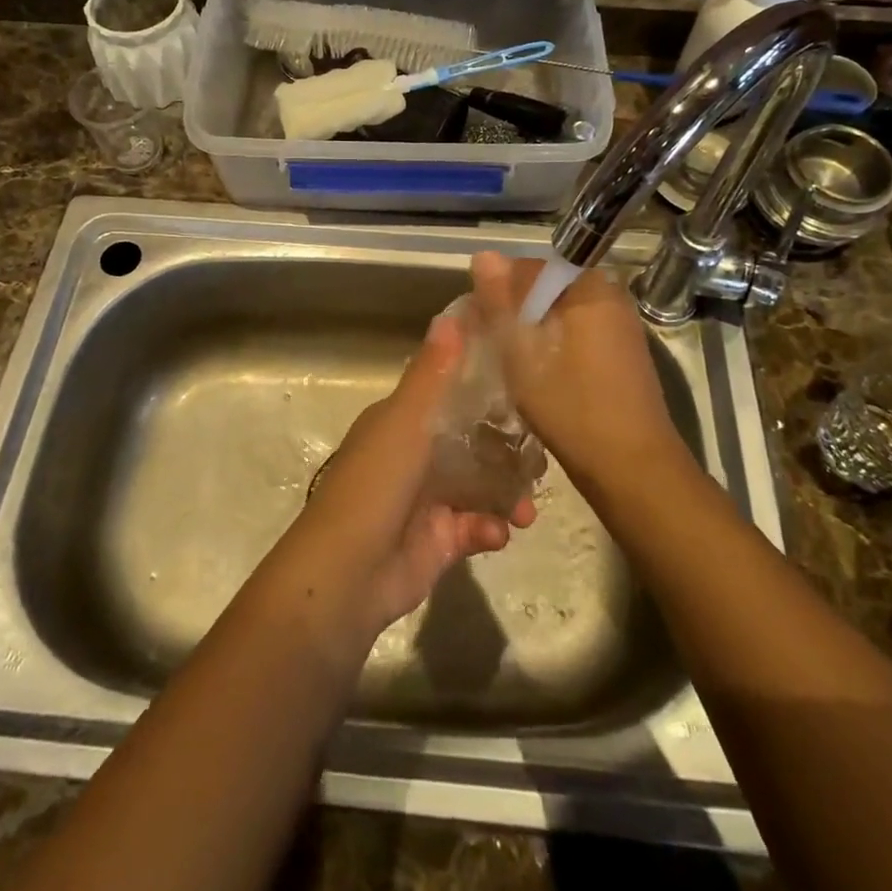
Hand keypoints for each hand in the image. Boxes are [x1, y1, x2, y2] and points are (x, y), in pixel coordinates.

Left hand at [286, 312, 536, 639]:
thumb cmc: (375, 487)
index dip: (484, 386)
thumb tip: (452, 314)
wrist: (346, 576)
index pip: (449, 393)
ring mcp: (427, 500)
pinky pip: (476, 527)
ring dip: (508, 492)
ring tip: (531, 504)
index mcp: (402, 422)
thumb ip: (432, 374)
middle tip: (544, 452)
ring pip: (480, 485)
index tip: (527, 381)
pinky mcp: (439, 541)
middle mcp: (414, 456)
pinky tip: (501, 532)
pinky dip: (492, 527)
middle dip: (508, 447)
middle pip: (471, 441)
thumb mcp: (405, 423)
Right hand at [469, 251, 681, 494]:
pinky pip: (577, 332)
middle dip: (515, 311)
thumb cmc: (571, 406)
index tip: (477, 323)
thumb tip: (484, 255)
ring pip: (560, 313)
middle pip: (546, 290)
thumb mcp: (522, 352)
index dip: (498, 291)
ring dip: (533, 330)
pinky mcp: (622, 352)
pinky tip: (537, 374)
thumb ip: (501, 302)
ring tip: (508, 361)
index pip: (529, 268)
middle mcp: (610, 296)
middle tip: (490, 345)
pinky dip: (554, 345)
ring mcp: (620, 325)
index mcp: (589, 287)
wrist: (631, 467)